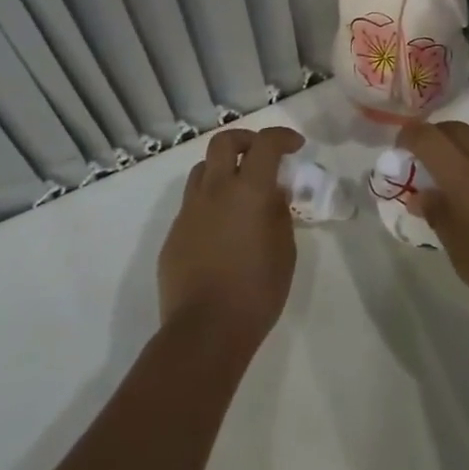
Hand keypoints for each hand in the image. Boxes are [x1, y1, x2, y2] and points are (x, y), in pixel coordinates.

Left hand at [158, 127, 304, 349]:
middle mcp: (215, 190)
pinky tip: (221, 230)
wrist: (204, 332)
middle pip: (224, 142)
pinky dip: (209, 203)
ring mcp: (189, 211)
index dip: (282, 137)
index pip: (265, 144)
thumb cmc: (256, 291)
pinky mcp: (173, 235)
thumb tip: (272, 194)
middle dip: (245, 141)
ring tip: (238, 192)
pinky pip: (192, 204)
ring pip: (202, 170)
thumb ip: (279, 213)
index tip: (295, 146)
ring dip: (222, 169)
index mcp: (248, 190)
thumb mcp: (284, 250)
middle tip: (261, 156)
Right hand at [397, 111, 468, 341]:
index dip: (409, 137)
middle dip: (435, 137)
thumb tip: (421, 193)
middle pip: (455, 129)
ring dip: (463, 138)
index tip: (400, 149)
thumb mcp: (462, 254)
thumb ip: (439, 216)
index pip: (428, 138)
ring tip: (456, 159)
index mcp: (464, 178)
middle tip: (425, 160)